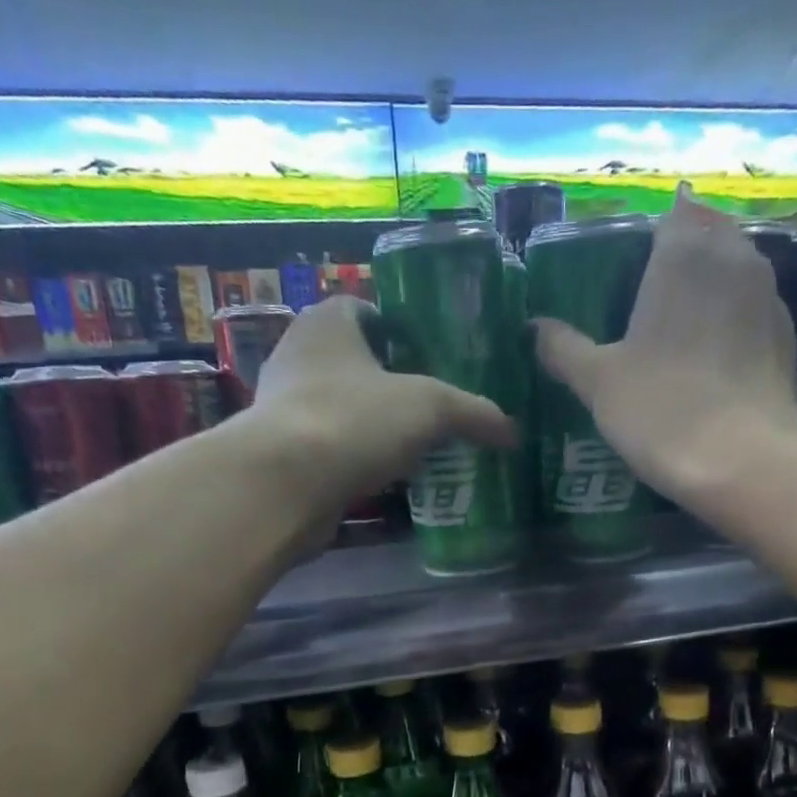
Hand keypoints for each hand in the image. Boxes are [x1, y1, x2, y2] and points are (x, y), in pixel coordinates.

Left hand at [250, 295, 517, 511]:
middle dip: (393, 385)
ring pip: (343, 410)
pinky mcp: (282, 455)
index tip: (435, 359)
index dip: (403, 330)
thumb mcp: (431, 408)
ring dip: (374, 428)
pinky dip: (357, 461)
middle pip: (357, 364)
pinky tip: (387, 480)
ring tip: (419, 448)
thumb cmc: (355, 420)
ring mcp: (285, 408)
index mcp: (327, 322)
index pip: (368, 311)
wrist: (285, 485)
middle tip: (435, 409)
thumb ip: (474, 414)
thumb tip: (513, 432)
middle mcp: (298, 355)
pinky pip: (331, 450)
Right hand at [533, 186, 796, 502]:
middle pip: (707, 236)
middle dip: (683, 256)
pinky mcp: (787, 337)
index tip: (627, 269)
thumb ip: (564, 349)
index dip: (647, 239)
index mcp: (683, 252)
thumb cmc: (662, 409)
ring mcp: (768, 296)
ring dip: (711, 288)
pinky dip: (733, 323)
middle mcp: (733, 257)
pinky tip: (712, 360)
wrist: (746, 460)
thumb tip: (535, 327)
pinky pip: (752, 312)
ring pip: (735, 272)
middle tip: (649, 298)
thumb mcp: (598, 383)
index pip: (669, 216)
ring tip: (679, 328)